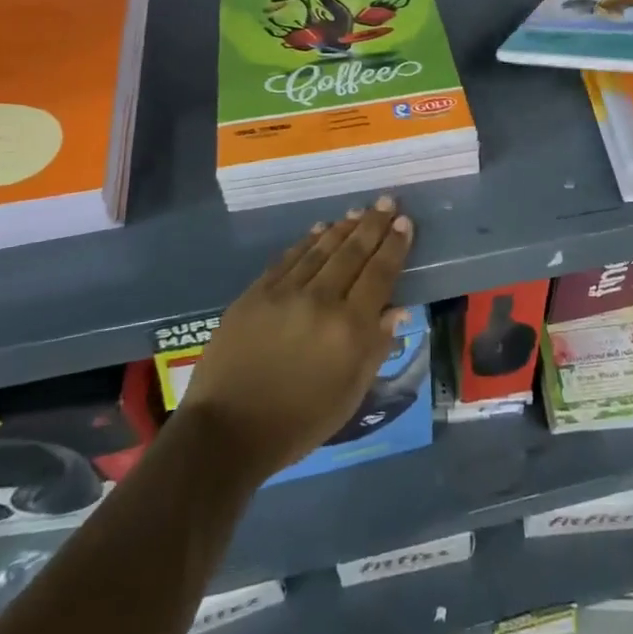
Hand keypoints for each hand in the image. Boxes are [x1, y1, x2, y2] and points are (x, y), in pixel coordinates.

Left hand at [178, 197, 415, 482]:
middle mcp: (321, 300)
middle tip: (386, 201)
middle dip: (373, 224)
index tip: (405, 222)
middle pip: (352, 253)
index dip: (394, 246)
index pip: (379, 274)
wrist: (227, 432)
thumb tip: (398, 309)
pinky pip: (289, 258)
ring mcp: (285, 292)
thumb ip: (376, 348)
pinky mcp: (256, 292)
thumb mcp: (349, 395)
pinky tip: (319, 229)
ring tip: (358, 211)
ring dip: (343, 227)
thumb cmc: (298, 423)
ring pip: (321, 249)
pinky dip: (307, 241)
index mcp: (349, 329)